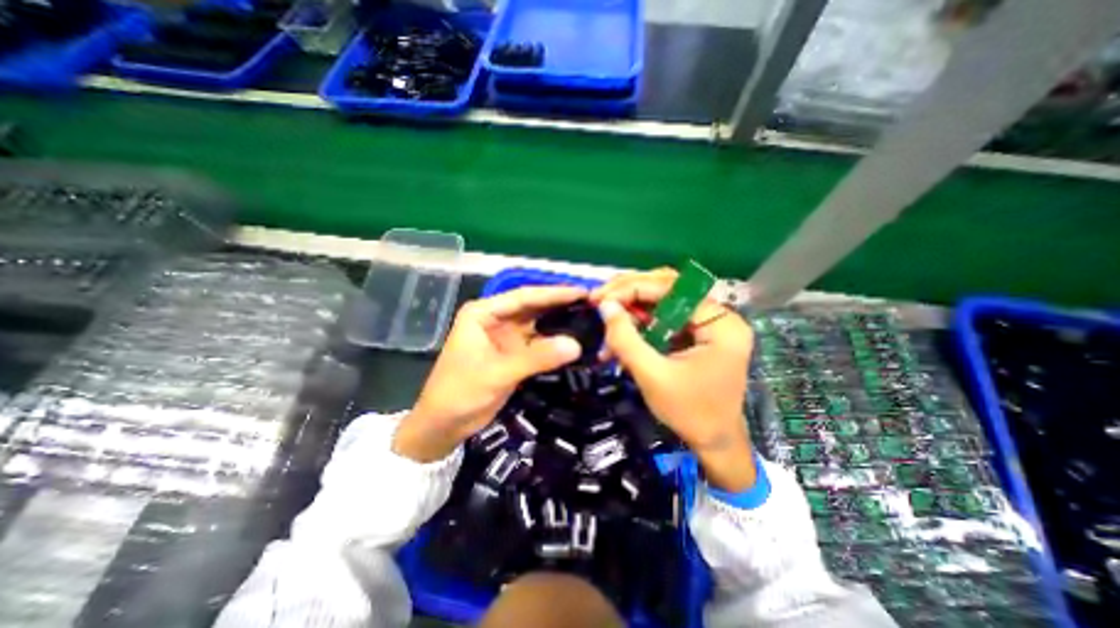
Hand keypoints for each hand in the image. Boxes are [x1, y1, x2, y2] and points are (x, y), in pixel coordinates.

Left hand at [392, 287, 586, 463]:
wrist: (443, 425)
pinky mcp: (512, 354)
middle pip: (533, 307)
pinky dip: (554, 343)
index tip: (582, 292)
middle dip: (560, 305)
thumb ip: (537, 357)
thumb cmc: (460, 393)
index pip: (524, 297)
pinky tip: (574, 341)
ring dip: (559, 323)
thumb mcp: (498, 373)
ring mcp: (505, 337)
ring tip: (589, 318)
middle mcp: (495, 319)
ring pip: (537, 325)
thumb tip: (577, 345)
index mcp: (483, 313)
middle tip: (591, 303)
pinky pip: (537, 343)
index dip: (554, 293)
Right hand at [591, 267, 756, 491]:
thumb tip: (605, 306)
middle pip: (669, 288)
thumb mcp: (652, 375)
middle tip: (600, 299)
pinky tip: (620, 333)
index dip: (632, 288)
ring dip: (632, 309)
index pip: (672, 289)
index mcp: (720, 324)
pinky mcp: (697, 333)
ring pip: (664, 301)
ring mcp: (708, 324)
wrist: (713, 442)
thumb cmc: (689, 412)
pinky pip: (665, 318)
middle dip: (630, 293)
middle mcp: (718, 316)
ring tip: (607, 318)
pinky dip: (640, 324)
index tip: (600, 297)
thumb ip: (626, 338)